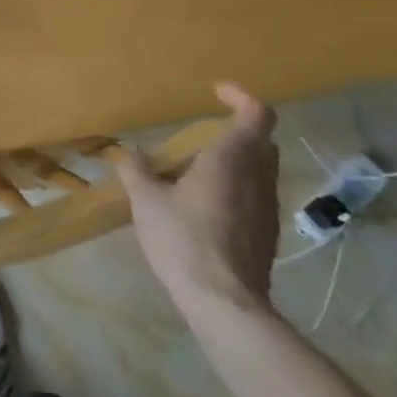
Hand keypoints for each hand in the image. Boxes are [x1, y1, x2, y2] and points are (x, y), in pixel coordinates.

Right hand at [115, 83, 279, 313]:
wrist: (225, 304)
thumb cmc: (184, 240)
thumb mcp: (146, 200)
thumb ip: (137, 170)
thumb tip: (129, 152)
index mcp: (231, 158)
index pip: (256, 113)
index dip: (240, 96)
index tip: (217, 92)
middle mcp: (257, 176)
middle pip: (261, 141)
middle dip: (237, 129)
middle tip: (204, 133)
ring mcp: (267, 207)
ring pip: (260, 169)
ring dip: (237, 160)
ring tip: (199, 170)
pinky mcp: (268, 234)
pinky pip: (256, 196)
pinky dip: (237, 187)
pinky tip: (207, 205)